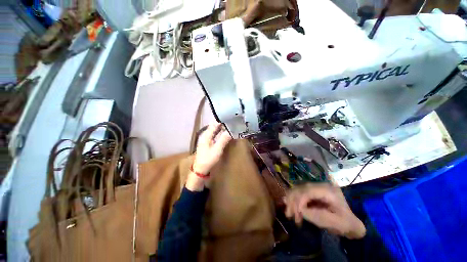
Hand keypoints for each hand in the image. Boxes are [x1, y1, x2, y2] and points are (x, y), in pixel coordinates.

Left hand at [186, 123, 231, 190]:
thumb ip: (224, 139)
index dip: (222, 119)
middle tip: (232, 121)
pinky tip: (226, 133)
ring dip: (222, 127)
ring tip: (231, 125)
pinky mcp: (208, 142)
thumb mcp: (217, 149)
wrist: (201, 169)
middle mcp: (206, 135)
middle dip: (223, 123)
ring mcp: (207, 139)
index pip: (214, 123)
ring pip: (215, 130)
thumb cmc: (208, 159)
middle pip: (214, 126)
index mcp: (206, 135)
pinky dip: (220, 132)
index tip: (230, 117)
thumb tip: (231, 130)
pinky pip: (215, 134)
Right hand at [284, 183, 365, 238]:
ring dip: (291, 201)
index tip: (296, 213)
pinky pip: (298, 194)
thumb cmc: (346, 224)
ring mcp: (315, 188)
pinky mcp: (311, 192)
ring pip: (297, 190)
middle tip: (289, 215)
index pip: (309, 191)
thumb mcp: (336, 223)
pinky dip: (293, 201)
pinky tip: (291, 209)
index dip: (300, 200)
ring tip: (289, 214)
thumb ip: (319, 216)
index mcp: (329, 190)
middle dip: (293, 201)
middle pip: (300, 188)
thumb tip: (300, 210)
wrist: (350, 223)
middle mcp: (320, 185)